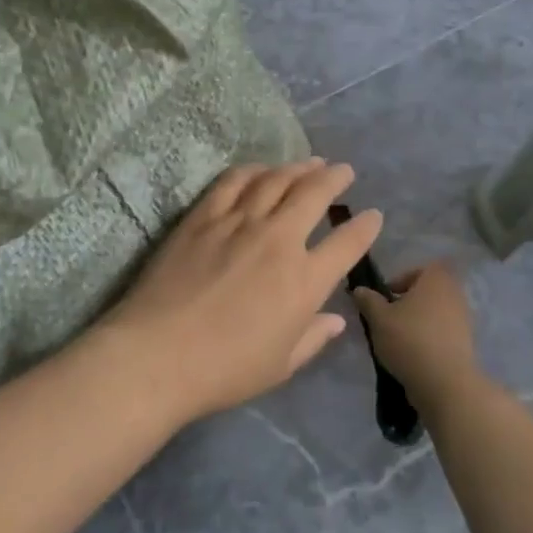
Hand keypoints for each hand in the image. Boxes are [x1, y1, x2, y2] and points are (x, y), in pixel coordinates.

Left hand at [105, 159, 382, 422]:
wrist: (158, 354)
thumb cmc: (225, 370)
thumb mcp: (281, 365)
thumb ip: (313, 338)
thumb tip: (336, 319)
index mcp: (304, 281)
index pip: (347, 244)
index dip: (365, 227)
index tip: (373, 216)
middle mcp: (278, 241)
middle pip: (314, 194)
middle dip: (335, 178)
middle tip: (344, 171)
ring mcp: (238, 222)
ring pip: (276, 180)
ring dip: (298, 167)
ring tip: (311, 162)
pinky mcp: (203, 216)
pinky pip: (234, 181)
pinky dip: (253, 170)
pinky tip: (261, 169)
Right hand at [354, 262, 482, 420]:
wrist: (446, 384)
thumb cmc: (410, 340)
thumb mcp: (378, 318)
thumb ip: (368, 300)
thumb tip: (359, 289)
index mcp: (436, 279)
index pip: (422, 268)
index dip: (403, 278)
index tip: (387, 296)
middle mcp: (455, 294)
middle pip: (428, 291)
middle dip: (409, 301)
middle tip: (389, 317)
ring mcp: (464, 320)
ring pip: (436, 312)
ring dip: (418, 321)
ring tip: (398, 339)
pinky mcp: (466, 344)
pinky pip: (443, 333)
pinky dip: (429, 339)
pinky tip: (413, 355)